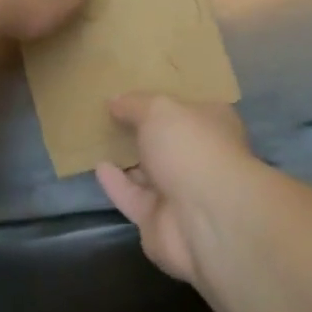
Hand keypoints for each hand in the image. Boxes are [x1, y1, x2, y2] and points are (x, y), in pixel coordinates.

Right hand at [97, 95, 258, 286]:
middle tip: (112, 114)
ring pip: (150, 173)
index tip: (137, 90)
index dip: (165, 99)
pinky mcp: (160, 221)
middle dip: (144, 131)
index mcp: (213, 125)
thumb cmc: (191, 148)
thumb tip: (115, 100)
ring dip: (128, 159)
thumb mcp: (159, 110)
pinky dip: (117, 184)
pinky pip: (133, 198)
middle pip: (168, 141)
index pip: (189, 107)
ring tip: (99, 139)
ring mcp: (182, 192)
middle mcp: (201, 157)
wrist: (204, 218)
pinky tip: (98, 166)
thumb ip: (135, 104)